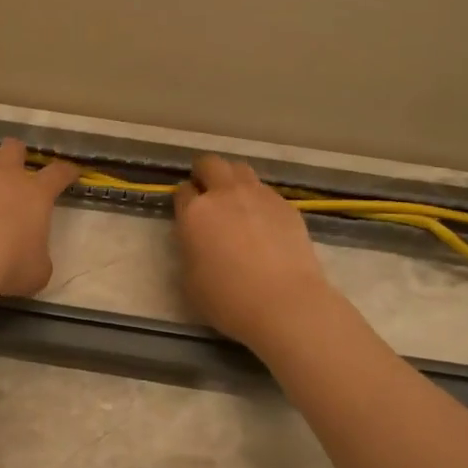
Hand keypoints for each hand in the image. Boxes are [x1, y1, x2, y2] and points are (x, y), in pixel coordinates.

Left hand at [0, 129, 79, 296]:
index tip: (70, 171)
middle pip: (12, 150)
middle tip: (13, 166)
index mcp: (35, 194)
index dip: (65, 172)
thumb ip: (37, 260)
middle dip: (14, 155)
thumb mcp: (38, 271)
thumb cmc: (9, 263)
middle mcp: (3, 175)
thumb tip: (31, 260)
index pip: (57, 175)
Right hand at [172, 155, 333, 346]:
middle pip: (210, 164)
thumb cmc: (228, 299)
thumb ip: (190, 250)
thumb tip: (198, 241)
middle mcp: (225, 194)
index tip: (187, 214)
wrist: (284, 303)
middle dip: (204, 173)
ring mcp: (259, 195)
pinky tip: (263, 223)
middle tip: (207, 194)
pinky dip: (258, 199)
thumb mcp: (190, 280)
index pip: (182, 191)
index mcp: (195, 213)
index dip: (184, 200)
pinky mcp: (286, 205)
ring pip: (240, 169)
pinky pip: (265, 191)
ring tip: (236, 204)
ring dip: (232, 180)